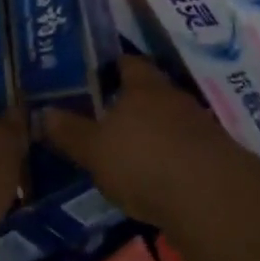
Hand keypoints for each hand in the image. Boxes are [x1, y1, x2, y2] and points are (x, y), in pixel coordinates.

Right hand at [42, 56, 229, 224]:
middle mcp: (173, 96)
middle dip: (131, 102)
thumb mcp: (94, 150)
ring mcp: (199, 126)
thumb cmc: (144, 160)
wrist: (211, 197)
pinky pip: (185, 148)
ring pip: (169, 120)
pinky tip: (157, 177)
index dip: (112, 67)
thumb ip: (70, 132)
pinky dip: (171, 158)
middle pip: (150, 91)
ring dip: (153, 132)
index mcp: (143, 85)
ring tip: (130, 150)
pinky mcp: (215, 157)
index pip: (128, 63)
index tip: (95, 76)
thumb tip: (43, 113)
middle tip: (106, 116)